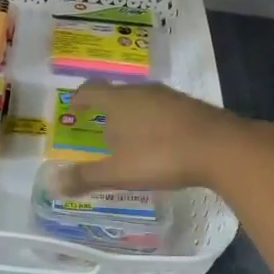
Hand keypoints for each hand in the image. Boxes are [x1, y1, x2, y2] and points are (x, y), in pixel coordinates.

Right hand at [53, 81, 265, 194]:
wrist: (221, 147)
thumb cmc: (162, 156)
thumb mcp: (119, 172)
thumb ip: (86, 177)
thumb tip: (52, 183)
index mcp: (119, 101)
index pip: (90, 90)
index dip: (79, 98)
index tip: (74, 108)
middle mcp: (142, 91)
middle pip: (116, 94)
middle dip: (106, 110)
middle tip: (101, 130)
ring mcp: (169, 96)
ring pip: (141, 101)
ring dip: (132, 116)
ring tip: (130, 139)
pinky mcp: (191, 106)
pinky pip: (162, 110)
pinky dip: (154, 122)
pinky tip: (161, 143)